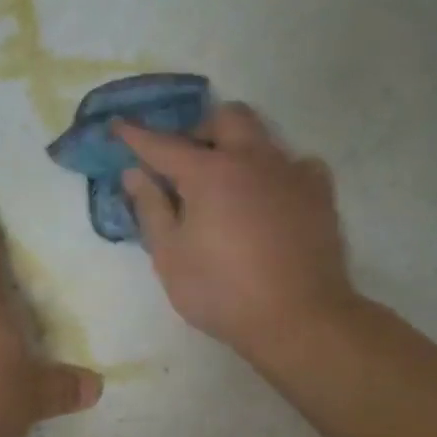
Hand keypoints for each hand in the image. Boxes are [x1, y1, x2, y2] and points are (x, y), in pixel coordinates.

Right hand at [114, 104, 363, 370]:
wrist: (299, 318)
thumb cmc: (221, 291)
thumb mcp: (170, 256)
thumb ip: (151, 208)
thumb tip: (135, 174)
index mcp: (210, 172)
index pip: (163, 145)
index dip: (136, 136)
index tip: (117, 125)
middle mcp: (253, 159)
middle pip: (227, 117)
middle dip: (199, 128)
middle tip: (184, 161)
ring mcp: (292, 172)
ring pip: (262, 136)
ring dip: (236, 147)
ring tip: (224, 184)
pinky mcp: (320, 193)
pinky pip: (293, 164)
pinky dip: (273, 172)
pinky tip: (266, 199)